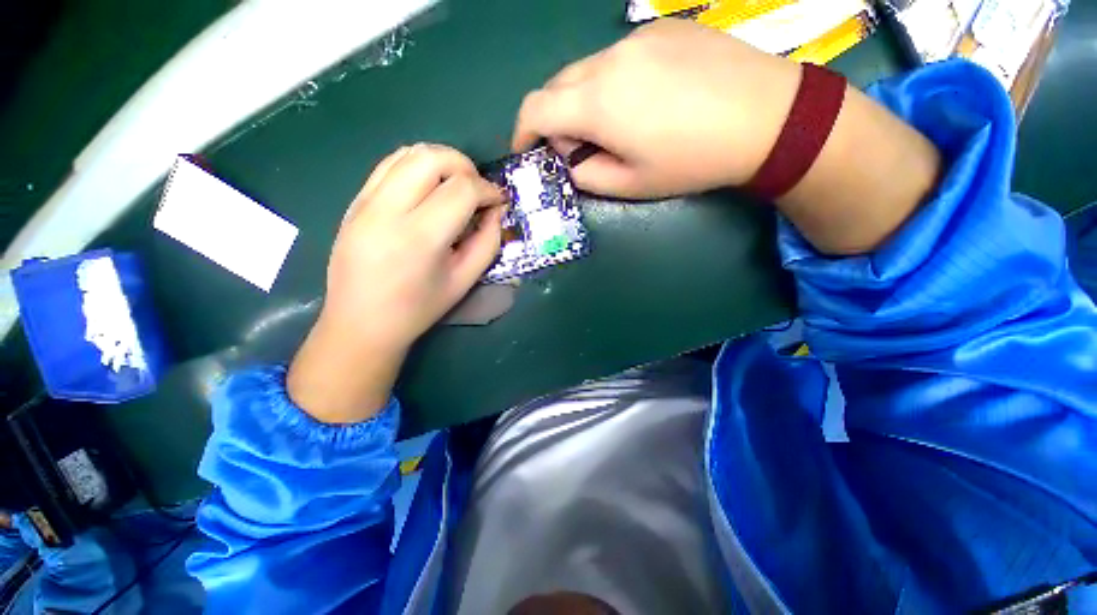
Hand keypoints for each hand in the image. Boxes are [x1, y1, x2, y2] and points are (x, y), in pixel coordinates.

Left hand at [288, 144, 505, 422]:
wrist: (361, 323)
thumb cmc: (419, 309)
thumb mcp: (465, 280)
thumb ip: (488, 241)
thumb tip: (496, 210)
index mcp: (420, 238)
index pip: (462, 189)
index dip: (488, 189)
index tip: (498, 201)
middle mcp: (387, 210)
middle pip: (432, 157)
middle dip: (465, 166)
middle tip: (477, 189)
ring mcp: (364, 202)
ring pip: (408, 153)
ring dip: (441, 161)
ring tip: (455, 186)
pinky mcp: (353, 201)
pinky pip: (388, 164)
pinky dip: (416, 166)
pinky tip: (428, 188)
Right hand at [513, 19, 801, 198]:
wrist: (766, 116)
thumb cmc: (692, 161)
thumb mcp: (631, 185)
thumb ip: (587, 174)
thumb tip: (571, 158)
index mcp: (597, 103)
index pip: (535, 109)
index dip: (522, 131)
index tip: (527, 150)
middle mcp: (608, 60)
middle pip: (556, 86)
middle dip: (554, 119)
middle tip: (577, 146)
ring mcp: (636, 38)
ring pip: (585, 70)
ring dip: (583, 100)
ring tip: (615, 126)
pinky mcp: (661, 28)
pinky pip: (617, 57)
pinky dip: (611, 82)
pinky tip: (643, 100)